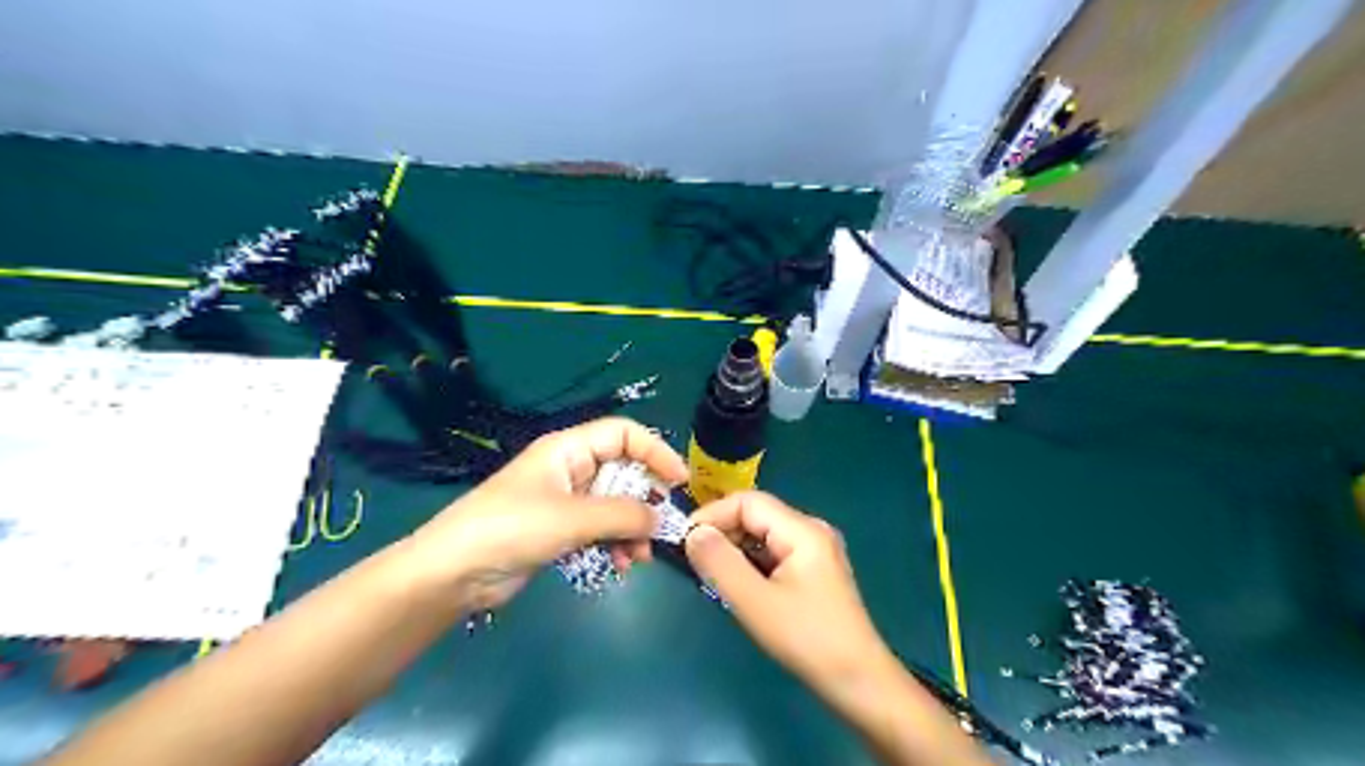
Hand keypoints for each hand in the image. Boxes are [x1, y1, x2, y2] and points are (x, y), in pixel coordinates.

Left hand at [400, 416, 682, 612]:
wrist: (452, 574)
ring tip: (638, 557)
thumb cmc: (510, 529)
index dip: (655, 451)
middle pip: (623, 472)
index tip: (679, 481)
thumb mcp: (571, 518)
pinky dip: (615, 543)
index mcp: (569, 449)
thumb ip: (621, 514)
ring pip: (615, 505)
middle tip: (660, 527)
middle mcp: (570, 469)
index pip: (624, 434)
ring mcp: (565, 501)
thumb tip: (661, 517)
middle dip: (645, 499)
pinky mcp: (559, 530)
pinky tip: (621, 565)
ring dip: (632, 528)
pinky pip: (600, 529)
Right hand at [683, 495, 896, 701]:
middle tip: (694, 561)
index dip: (713, 515)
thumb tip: (692, 533)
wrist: (858, 681)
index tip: (685, 541)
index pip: (748, 502)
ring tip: (710, 574)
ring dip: (734, 549)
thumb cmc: (807, 639)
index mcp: (803, 530)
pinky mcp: (813, 571)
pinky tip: (737, 585)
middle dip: (722, 533)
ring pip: (763, 535)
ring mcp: (815, 550)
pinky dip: (750, 563)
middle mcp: (811, 531)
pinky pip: (773, 553)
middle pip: (756, 516)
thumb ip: (720, 563)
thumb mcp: (756, 602)